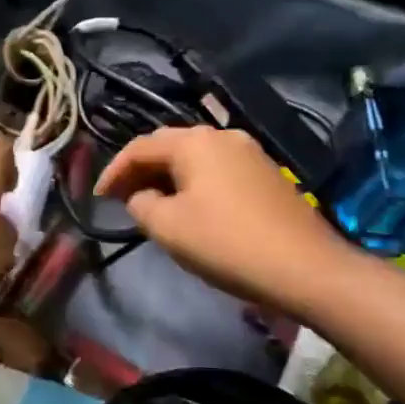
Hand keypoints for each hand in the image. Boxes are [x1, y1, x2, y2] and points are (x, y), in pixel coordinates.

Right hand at [96, 126, 346, 311]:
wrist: (305, 267)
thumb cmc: (227, 243)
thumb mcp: (169, 227)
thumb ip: (141, 205)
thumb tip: (141, 196)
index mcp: (194, 142)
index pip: (140, 147)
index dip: (113, 170)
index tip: (98, 197)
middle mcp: (222, 136)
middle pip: (169, 146)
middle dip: (140, 170)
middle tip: (121, 197)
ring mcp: (250, 152)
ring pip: (195, 157)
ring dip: (168, 176)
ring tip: (152, 203)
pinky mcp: (267, 174)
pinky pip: (217, 169)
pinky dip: (194, 182)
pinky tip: (191, 206)